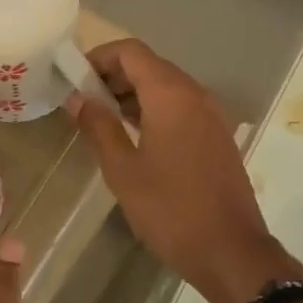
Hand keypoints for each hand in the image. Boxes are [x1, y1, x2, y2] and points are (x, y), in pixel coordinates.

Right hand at [68, 39, 300, 302]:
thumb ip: (98, 127)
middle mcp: (196, 95)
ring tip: (102, 121)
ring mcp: (212, 116)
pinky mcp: (218, 137)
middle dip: (113, 76)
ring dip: (133, 95)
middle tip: (83, 102)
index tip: (73, 79)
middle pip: (150, 66)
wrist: (229, 250)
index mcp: (171, 95)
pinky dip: (154, 111)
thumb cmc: (169, 209)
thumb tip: (78, 99)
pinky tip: (134, 139)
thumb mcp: (123, 170)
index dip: (99, 57)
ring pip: (167, 88)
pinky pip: (181, 108)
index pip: (131, 52)